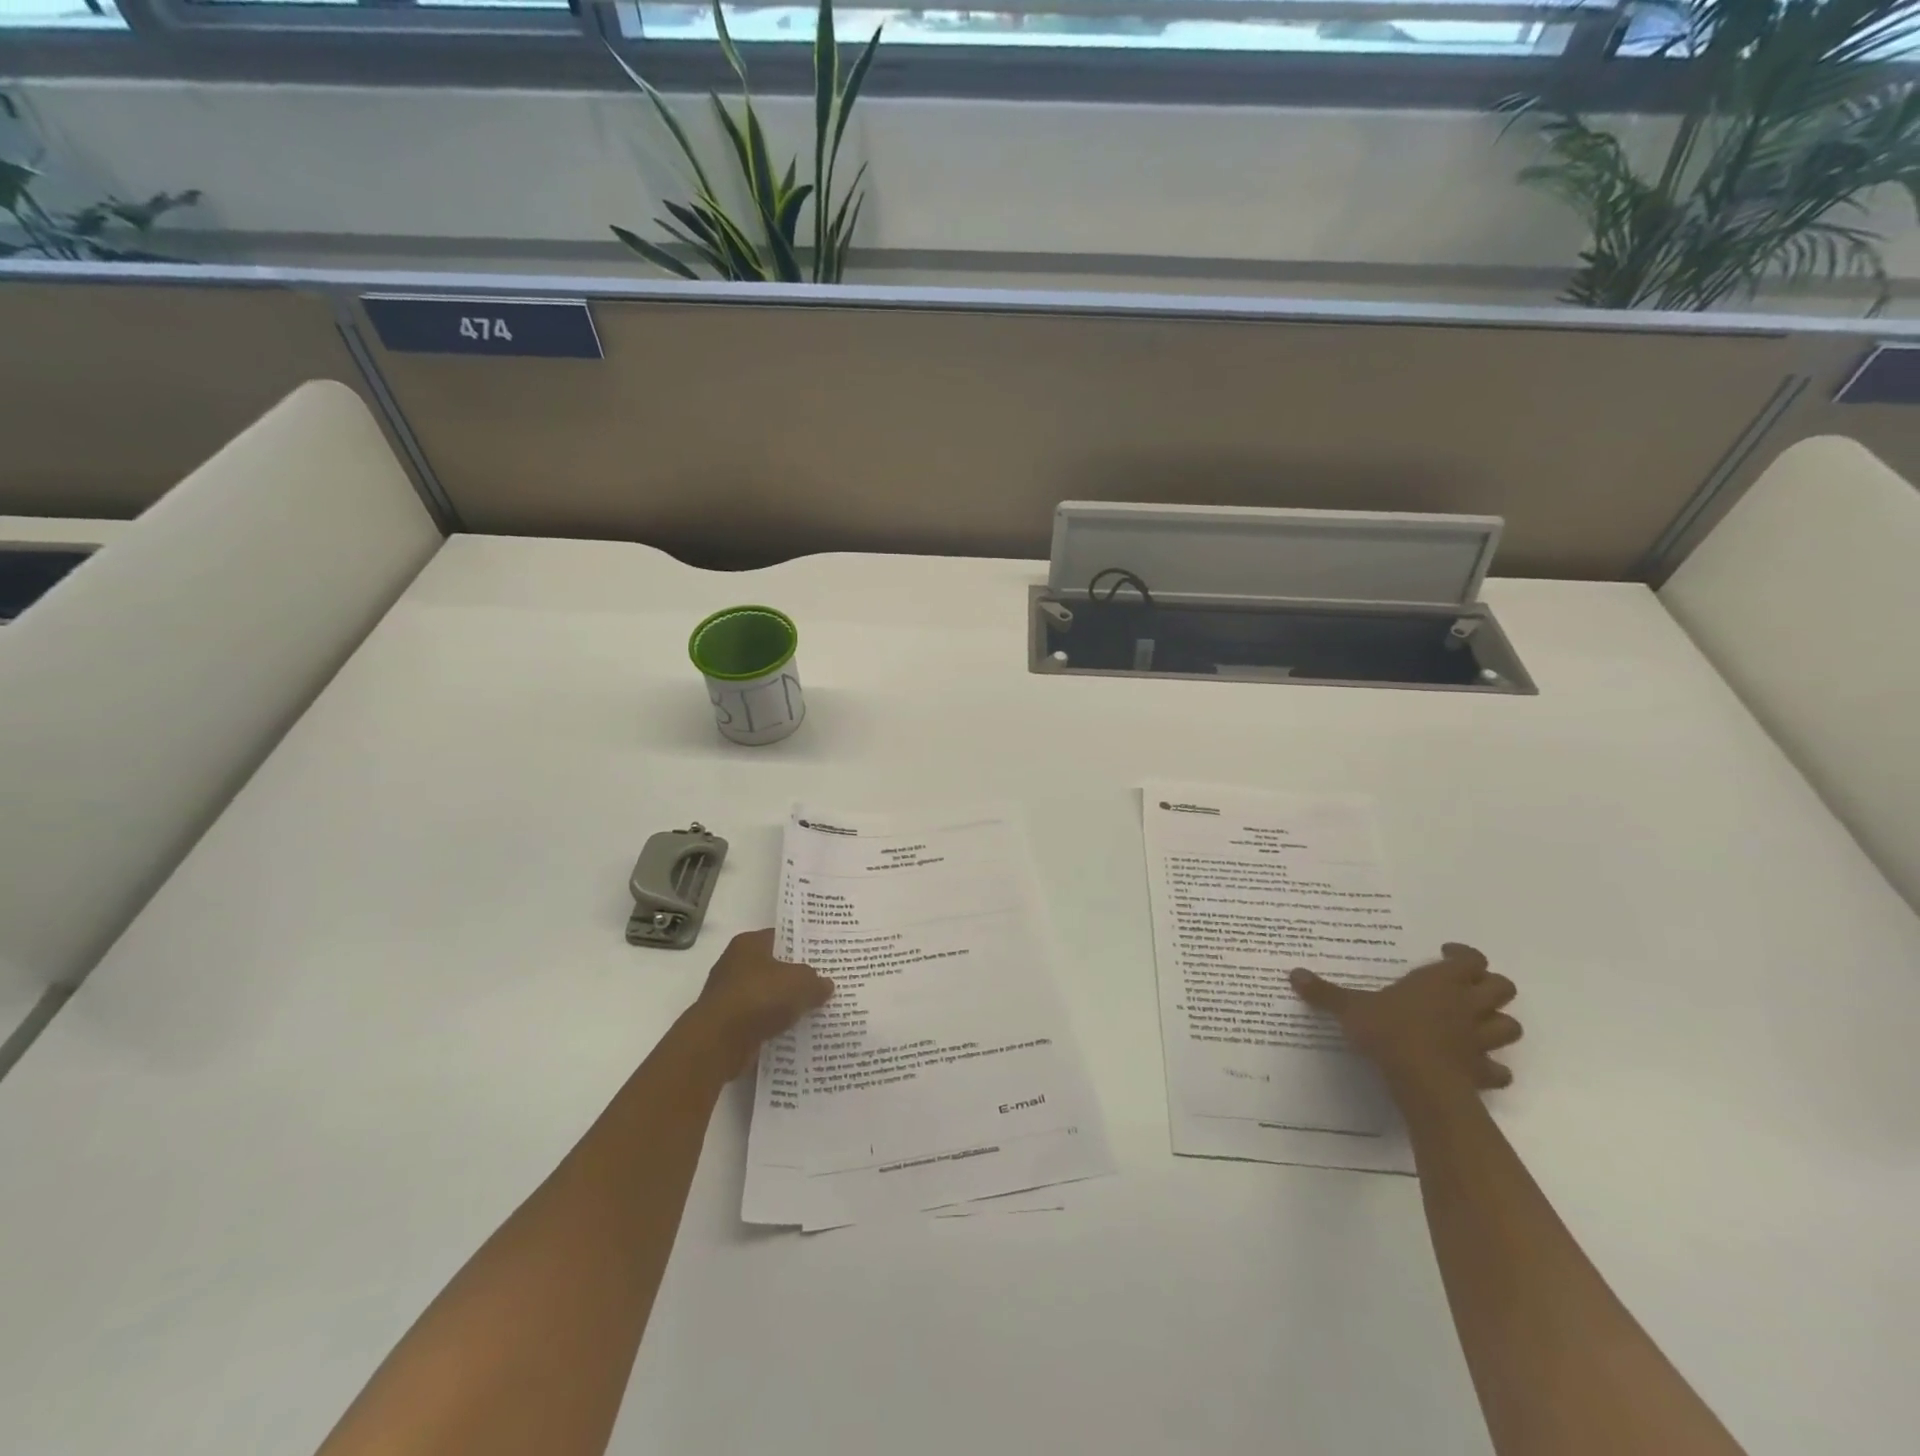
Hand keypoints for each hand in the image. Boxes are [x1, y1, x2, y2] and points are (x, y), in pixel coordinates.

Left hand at [682, 929, 833, 1081]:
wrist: (719, 1041)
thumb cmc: (760, 997)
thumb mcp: (801, 982)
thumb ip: (816, 981)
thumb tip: (825, 985)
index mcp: (749, 943)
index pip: (781, 937)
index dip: (802, 945)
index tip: (822, 955)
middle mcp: (734, 964)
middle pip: (773, 967)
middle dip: (794, 976)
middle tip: (822, 983)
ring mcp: (728, 994)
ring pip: (765, 995)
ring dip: (783, 1004)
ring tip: (812, 1010)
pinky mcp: (726, 1023)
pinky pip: (757, 1019)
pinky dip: (771, 1025)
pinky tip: (792, 1031)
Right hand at [1290, 943, 1520, 1103]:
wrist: (1421, 1081)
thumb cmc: (1388, 1032)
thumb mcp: (1349, 1008)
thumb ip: (1325, 992)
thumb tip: (1293, 973)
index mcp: (1440, 982)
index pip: (1471, 959)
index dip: (1464, 955)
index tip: (1445, 954)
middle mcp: (1466, 1005)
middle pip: (1502, 987)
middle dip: (1489, 986)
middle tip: (1464, 987)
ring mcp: (1480, 1040)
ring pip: (1510, 1025)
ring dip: (1498, 1023)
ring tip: (1475, 1024)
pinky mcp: (1483, 1072)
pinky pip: (1499, 1069)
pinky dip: (1493, 1067)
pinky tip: (1476, 1067)